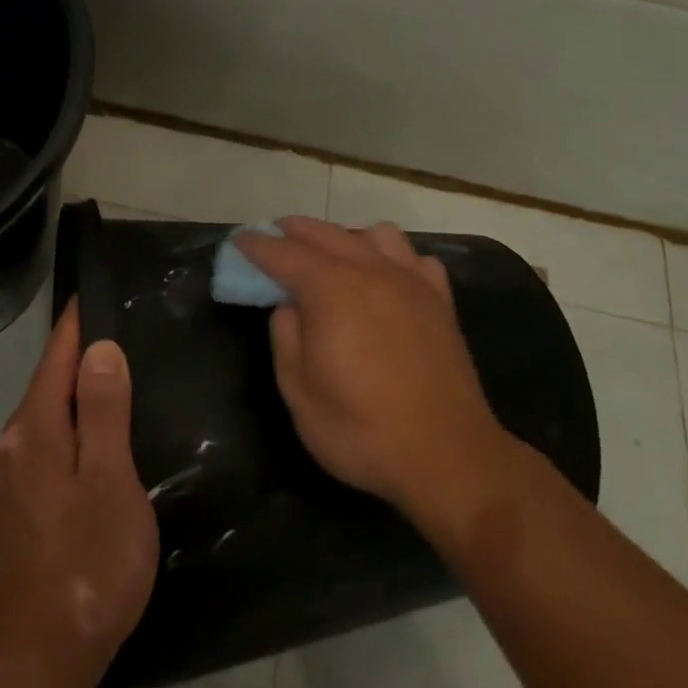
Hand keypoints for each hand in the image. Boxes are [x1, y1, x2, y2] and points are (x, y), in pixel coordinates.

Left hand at [0, 300, 157, 687]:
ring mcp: (10, 480)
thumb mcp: (110, 482)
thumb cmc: (85, 565)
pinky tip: (104, 442)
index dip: (81, 321)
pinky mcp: (17, 510)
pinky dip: (75, 429)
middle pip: (51, 381)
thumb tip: (100, 347)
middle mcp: (14, 445)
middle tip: (133, 332)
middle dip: (85, 354)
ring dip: (82, 394)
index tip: (105, 290)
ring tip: (126, 380)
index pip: (58, 353)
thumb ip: (105, 411)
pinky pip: (48, 446)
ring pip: (50, 416)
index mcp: (35, 429)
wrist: (32, 662)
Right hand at [237, 218, 518, 531]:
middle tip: (275, 235)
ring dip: (347, 236)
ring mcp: (411, 282)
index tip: (240, 240)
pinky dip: (395, 258)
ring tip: (334, 256)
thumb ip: (286, 338)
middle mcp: (371, 272)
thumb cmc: (362, 429)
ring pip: (377, 235)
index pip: (285, 253)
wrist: (448, 456)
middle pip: (327, 234)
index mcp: (330, 290)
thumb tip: (288, 306)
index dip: (258, 245)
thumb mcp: (299, 393)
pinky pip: (416, 259)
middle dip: (296, 230)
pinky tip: (388, 278)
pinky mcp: (441, 301)